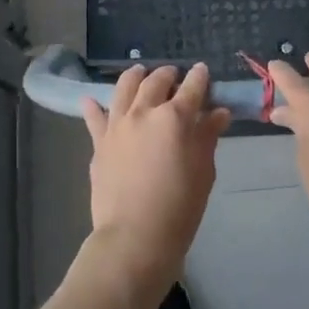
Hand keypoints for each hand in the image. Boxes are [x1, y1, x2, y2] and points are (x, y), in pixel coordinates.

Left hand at [81, 64, 230, 300]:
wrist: (134, 237)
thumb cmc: (179, 208)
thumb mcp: (203, 172)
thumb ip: (207, 137)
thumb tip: (218, 113)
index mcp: (175, 117)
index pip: (192, 87)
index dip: (200, 77)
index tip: (203, 71)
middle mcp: (144, 112)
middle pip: (156, 81)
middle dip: (168, 74)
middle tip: (174, 76)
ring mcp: (117, 125)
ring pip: (124, 87)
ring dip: (135, 76)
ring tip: (139, 72)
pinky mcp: (99, 142)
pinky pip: (94, 117)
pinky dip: (93, 106)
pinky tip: (91, 100)